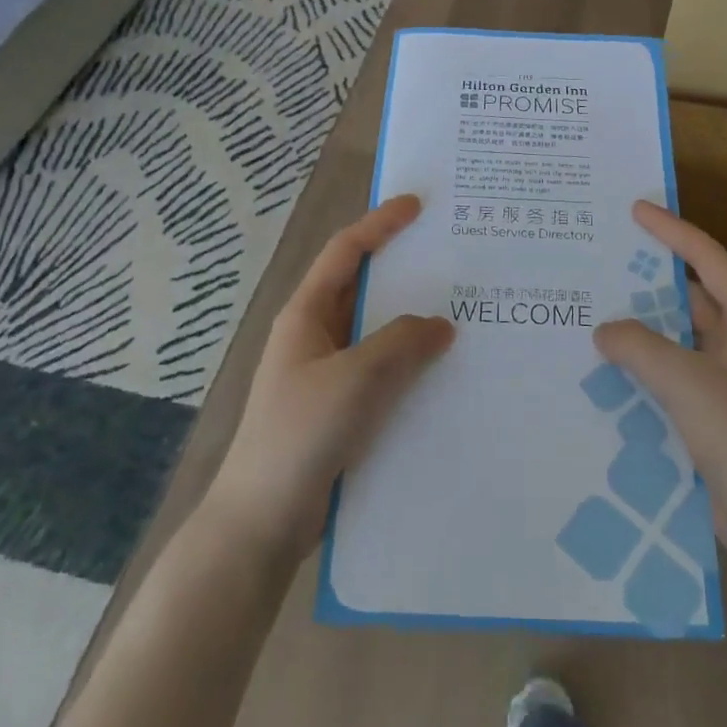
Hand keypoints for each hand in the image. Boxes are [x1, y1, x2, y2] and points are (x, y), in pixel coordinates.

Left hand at [205, 195, 454, 563]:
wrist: (262, 521)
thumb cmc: (300, 435)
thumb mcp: (355, 378)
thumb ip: (401, 343)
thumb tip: (441, 324)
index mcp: (307, 314)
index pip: (345, 252)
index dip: (379, 223)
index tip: (417, 205)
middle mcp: (316, 336)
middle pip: (364, 288)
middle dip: (405, 271)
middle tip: (455, 259)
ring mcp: (327, 374)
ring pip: (377, 333)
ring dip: (413, 322)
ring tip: (464, 312)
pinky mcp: (341, 410)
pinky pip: (383, 372)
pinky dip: (411, 364)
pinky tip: (447, 373)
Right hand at [595, 201, 726, 575]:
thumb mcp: (688, 382)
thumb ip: (640, 346)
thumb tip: (605, 330)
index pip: (708, 260)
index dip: (672, 231)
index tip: (635, 209)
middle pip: (693, 297)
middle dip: (650, 279)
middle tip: (604, 259)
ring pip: (680, 339)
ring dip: (644, 327)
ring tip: (594, 309)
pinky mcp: (717, 416)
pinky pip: (675, 375)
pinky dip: (646, 366)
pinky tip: (608, 367)